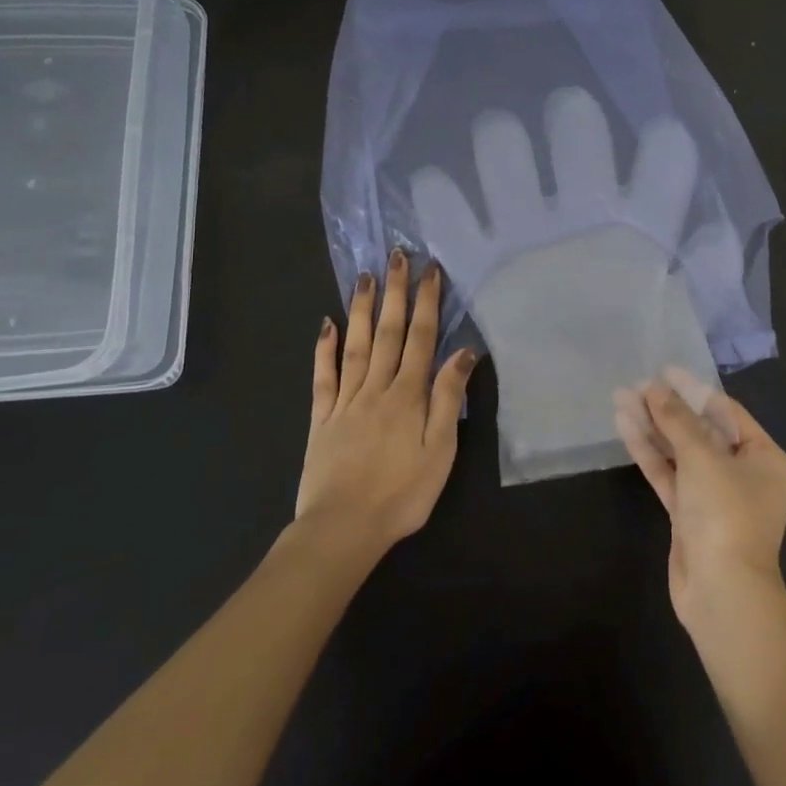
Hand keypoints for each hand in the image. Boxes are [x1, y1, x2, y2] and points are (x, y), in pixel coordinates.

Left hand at [296, 249, 479, 557]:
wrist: (343, 529)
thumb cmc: (401, 494)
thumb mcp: (440, 451)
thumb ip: (449, 399)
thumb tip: (464, 352)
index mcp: (408, 395)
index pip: (420, 338)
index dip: (427, 302)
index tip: (430, 270)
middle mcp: (376, 387)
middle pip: (387, 331)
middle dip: (394, 292)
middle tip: (396, 255)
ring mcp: (345, 400)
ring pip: (354, 344)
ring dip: (360, 308)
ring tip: (364, 276)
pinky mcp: (321, 417)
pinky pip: (322, 375)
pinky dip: (324, 348)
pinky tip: (325, 324)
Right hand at [614, 368, 785, 628]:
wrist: (722, 593)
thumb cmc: (726, 514)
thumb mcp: (703, 458)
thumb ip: (677, 420)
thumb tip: (654, 388)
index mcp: (766, 458)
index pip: (727, 413)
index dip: (694, 390)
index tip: (664, 371)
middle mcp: (744, 474)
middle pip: (701, 431)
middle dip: (668, 409)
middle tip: (636, 385)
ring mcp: (715, 496)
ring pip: (681, 453)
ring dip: (653, 428)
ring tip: (622, 398)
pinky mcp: (689, 516)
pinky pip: (670, 475)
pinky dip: (650, 453)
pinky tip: (625, 426)